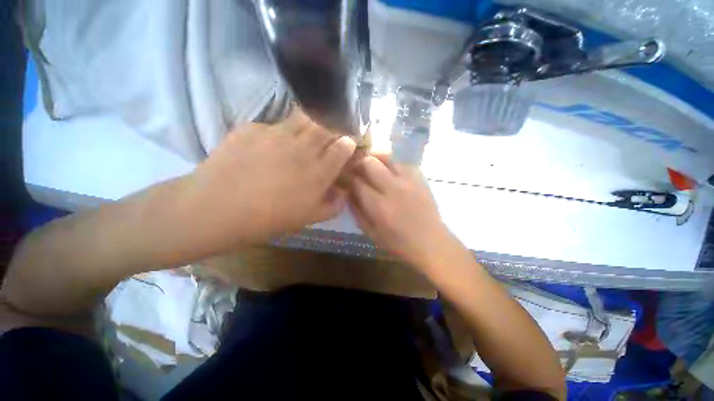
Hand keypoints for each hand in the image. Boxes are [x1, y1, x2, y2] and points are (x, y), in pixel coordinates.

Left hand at [185, 110, 355, 249]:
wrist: (217, 209)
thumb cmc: (269, 219)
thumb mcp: (309, 218)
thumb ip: (333, 205)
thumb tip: (344, 192)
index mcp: (319, 170)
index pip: (344, 146)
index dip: (348, 144)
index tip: (345, 147)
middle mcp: (303, 147)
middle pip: (328, 125)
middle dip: (334, 129)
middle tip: (329, 139)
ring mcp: (277, 133)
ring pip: (304, 117)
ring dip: (311, 124)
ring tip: (304, 137)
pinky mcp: (253, 127)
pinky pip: (274, 125)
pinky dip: (279, 133)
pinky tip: (268, 147)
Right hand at [348, 155, 451, 268]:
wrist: (430, 241)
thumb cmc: (398, 242)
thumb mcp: (371, 233)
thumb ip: (356, 211)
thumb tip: (347, 192)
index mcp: (379, 206)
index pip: (356, 182)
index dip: (347, 177)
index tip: (343, 177)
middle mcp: (393, 188)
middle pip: (369, 163)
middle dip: (358, 163)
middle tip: (355, 169)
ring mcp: (409, 180)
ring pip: (386, 157)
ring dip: (374, 158)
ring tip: (370, 165)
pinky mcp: (420, 177)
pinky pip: (401, 161)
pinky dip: (390, 163)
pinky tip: (388, 171)